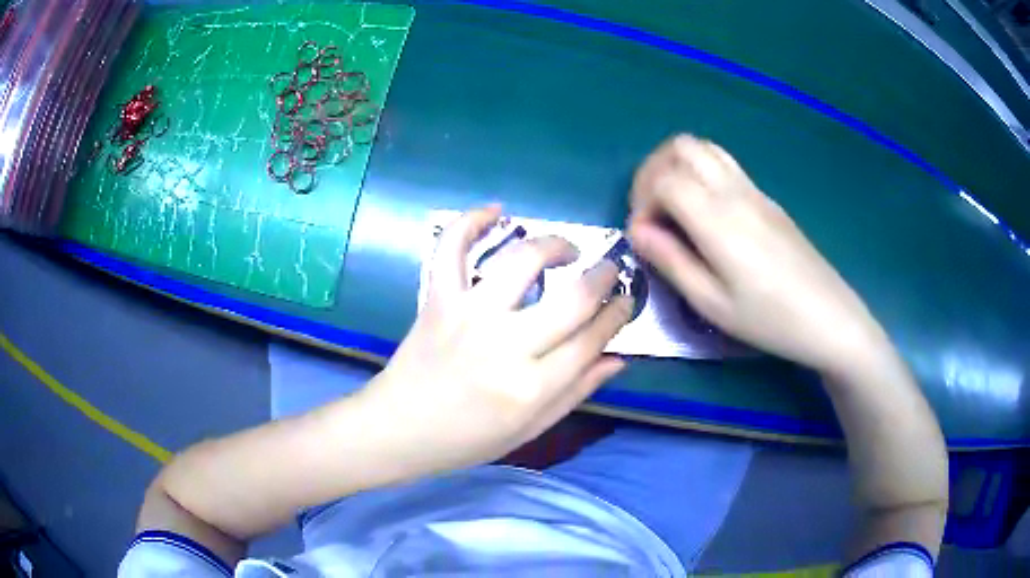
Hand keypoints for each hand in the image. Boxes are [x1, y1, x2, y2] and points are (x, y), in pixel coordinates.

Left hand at [363, 205, 633, 476]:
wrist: (400, 428)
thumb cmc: (467, 439)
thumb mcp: (530, 430)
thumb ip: (576, 393)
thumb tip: (617, 358)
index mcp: (532, 388)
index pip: (592, 338)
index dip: (618, 314)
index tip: (626, 300)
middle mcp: (506, 345)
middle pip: (573, 298)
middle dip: (603, 277)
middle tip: (609, 270)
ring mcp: (469, 315)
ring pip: (523, 261)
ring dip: (554, 244)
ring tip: (566, 248)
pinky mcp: (438, 299)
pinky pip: (452, 248)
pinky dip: (471, 222)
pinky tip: (496, 210)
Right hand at [627, 135, 889, 374]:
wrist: (828, 316)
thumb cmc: (769, 319)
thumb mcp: (712, 304)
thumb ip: (671, 261)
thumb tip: (637, 230)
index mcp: (718, 218)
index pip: (663, 178)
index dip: (641, 201)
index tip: (645, 236)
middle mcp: (734, 191)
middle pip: (680, 147)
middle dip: (652, 172)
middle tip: (651, 212)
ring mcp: (753, 189)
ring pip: (703, 147)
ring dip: (676, 165)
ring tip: (672, 205)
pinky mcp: (766, 197)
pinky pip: (724, 162)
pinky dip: (699, 170)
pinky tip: (704, 210)